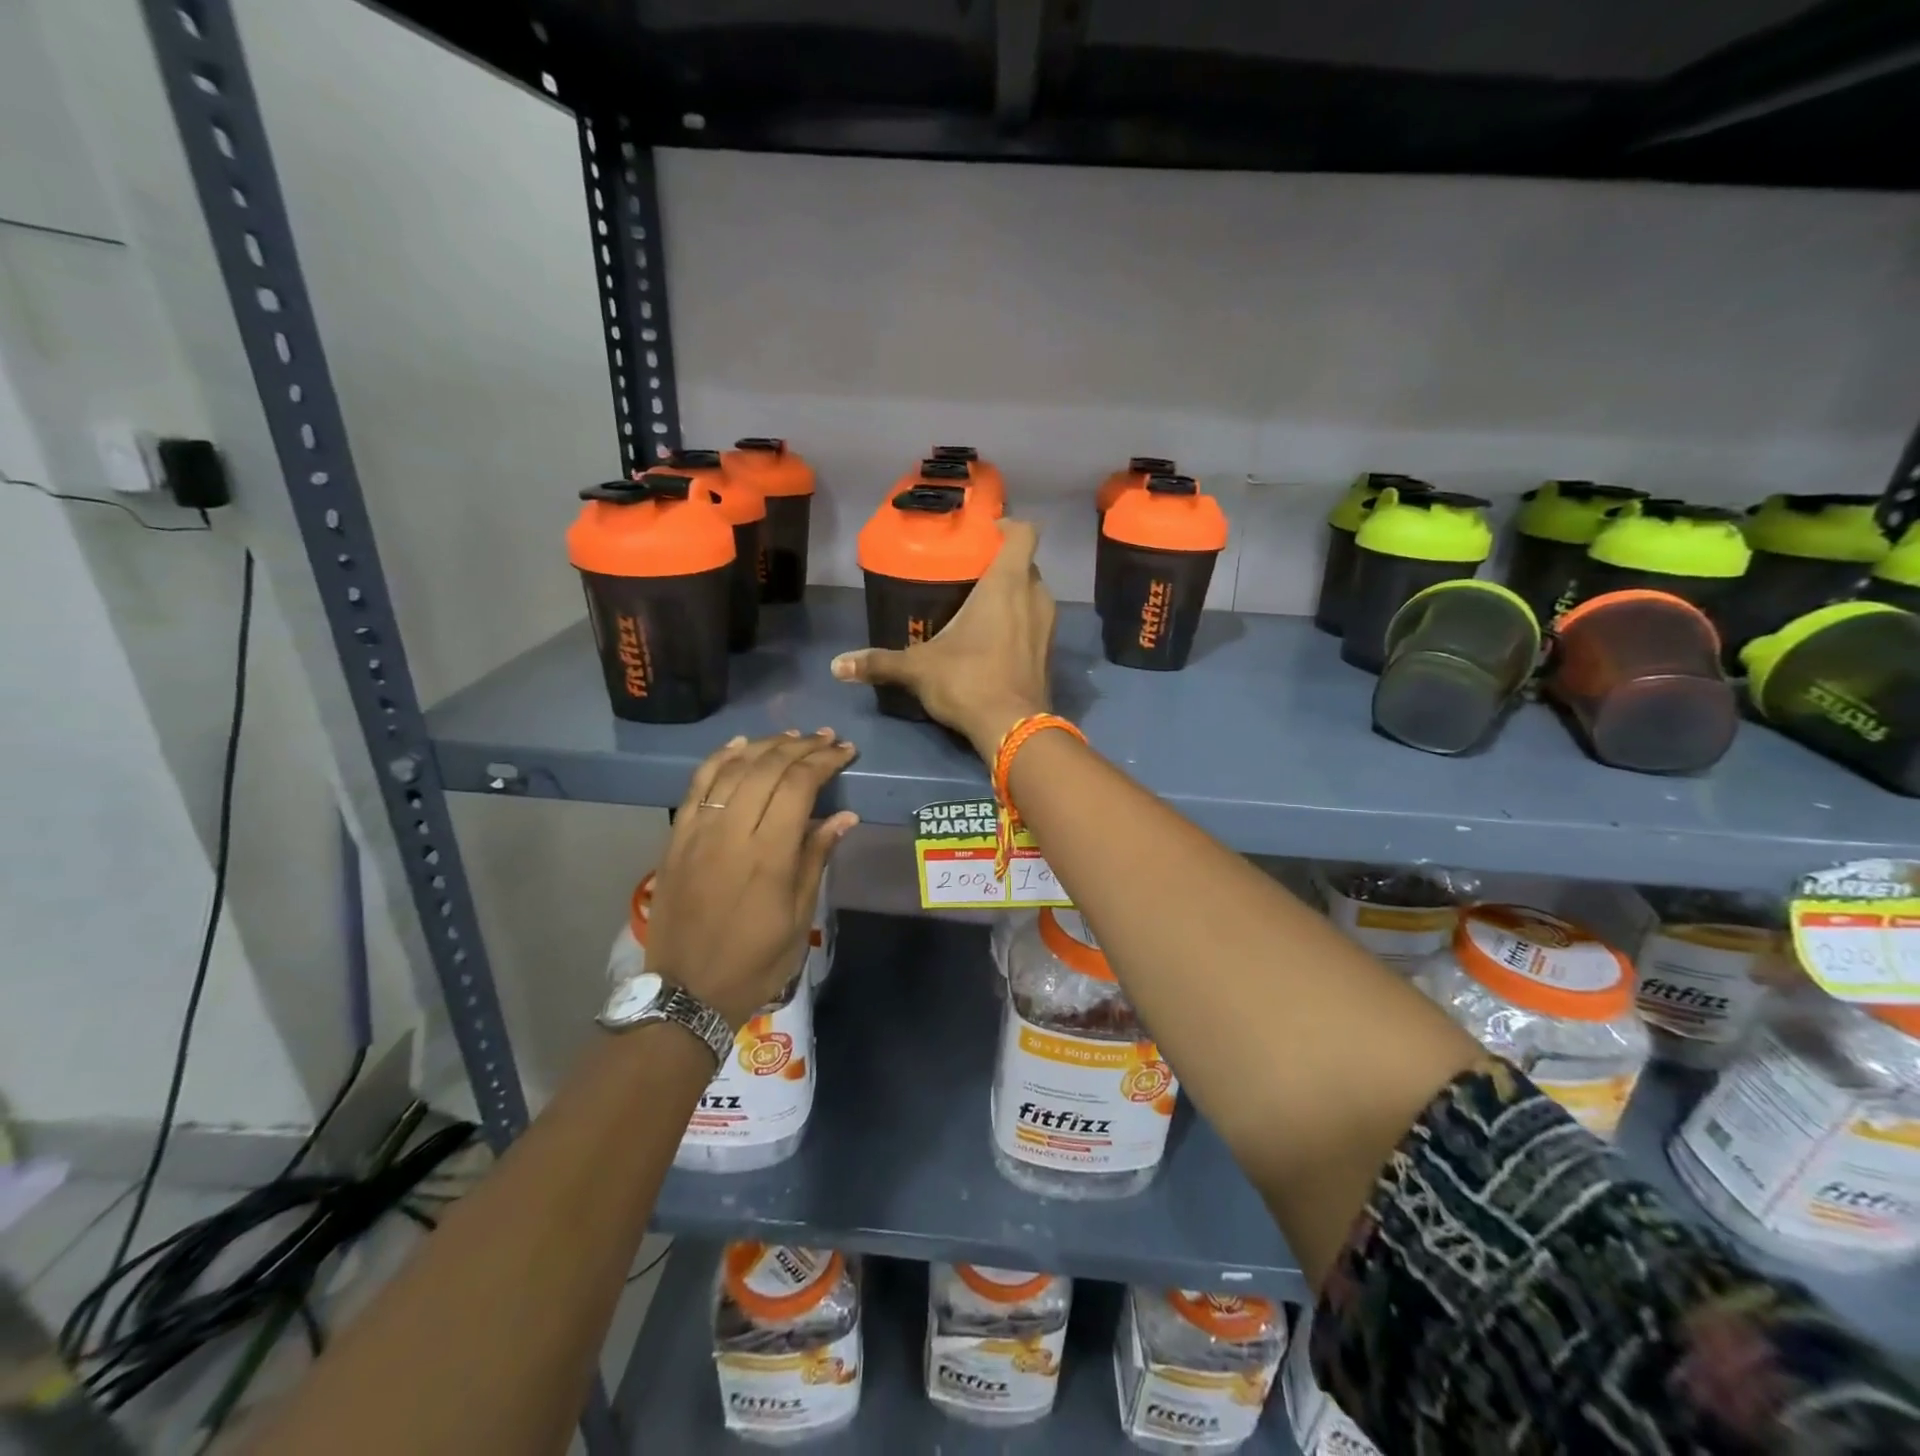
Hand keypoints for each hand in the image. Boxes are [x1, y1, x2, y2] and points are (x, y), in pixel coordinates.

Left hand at [645, 730, 859, 1028]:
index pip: (799, 786)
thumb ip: (816, 858)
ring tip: (792, 737)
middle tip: (826, 738)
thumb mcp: (799, 916)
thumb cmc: (755, 961)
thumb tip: (844, 817)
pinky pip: (698, 784)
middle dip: (801, 747)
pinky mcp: (677, 836)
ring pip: (733, 769)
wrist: (687, 991)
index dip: (824, 761)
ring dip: (765, 746)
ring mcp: (698, 830)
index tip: (845, 751)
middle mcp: (731, 832)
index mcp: (768, 854)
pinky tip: (740, 745)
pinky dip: (720, 758)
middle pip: (767, 769)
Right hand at [831, 519, 1055, 760]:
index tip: (984, 533)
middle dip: (1002, 566)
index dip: (1008, 526)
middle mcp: (1035, 596)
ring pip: (1033, 595)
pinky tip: (994, 642)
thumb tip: (836, 666)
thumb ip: (879, 662)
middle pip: (1026, 564)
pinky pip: (1036, 624)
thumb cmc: (968, 681)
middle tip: (970, 575)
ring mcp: (1048, 626)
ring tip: (980, 608)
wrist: (1014, 729)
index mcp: (1007, 584)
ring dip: (1013, 596)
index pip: (1024, 533)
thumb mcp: (918, 668)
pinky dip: (1020, 624)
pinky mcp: (1050, 653)